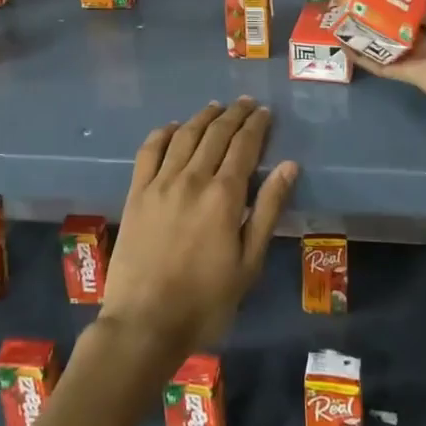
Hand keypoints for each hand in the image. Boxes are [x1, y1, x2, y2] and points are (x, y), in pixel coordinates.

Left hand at [97, 99, 296, 369]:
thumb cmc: (206, 300)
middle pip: (215, 134)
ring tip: (215, 107)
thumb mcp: (249, 262)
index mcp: (224, 196)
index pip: (244, 146)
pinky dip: (162, 133)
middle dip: (233, 115)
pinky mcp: (136, 193)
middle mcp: (192, 178)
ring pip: (184, 136)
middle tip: (245, 103)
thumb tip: (289, 166)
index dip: (256, 125)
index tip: (264, 112)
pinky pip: (149, 151)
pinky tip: (172, 127)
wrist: (145, 322)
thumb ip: (267, 209)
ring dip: (202, 118)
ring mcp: (160, 183)